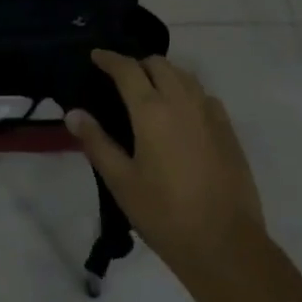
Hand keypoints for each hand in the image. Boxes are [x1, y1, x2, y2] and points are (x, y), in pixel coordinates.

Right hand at [66, 50, 268, 289]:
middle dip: (138, 64)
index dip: (109, 58)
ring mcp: (210, 113)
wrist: (226, 245)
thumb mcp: (122, 182)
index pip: (127, 69)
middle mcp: (182, 100)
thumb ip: (97, 143)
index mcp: (152, 110)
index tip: (96, 56)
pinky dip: (187, 92)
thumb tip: (73, 114)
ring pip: (184, 75)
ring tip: (151, 93)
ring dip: (164, 74)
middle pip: (158, 64)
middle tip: (122, 80)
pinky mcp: (228, 130)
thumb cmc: (166, 215)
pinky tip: (182, 114)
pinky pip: (204, 95)